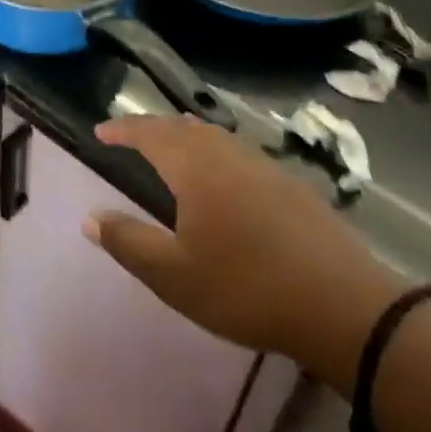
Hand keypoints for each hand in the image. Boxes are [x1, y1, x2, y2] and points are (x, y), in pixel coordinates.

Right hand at [87, 116, 408, 388]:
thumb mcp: (174, 276)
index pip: (149, 133)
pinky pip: (237, 150)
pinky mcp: (289, 183)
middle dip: (152, 127)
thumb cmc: (246, 288)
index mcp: (194, 168)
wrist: (341, 304)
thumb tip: (89, 216)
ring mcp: (262, 165)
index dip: (123, 129)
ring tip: (170, 145)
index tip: (100, 131)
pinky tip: (222, 173)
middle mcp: (226, 153)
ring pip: (213, 135)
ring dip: (184, 134)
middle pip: (182, 127)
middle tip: (130, 135)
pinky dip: (214, 149)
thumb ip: (128, 242)